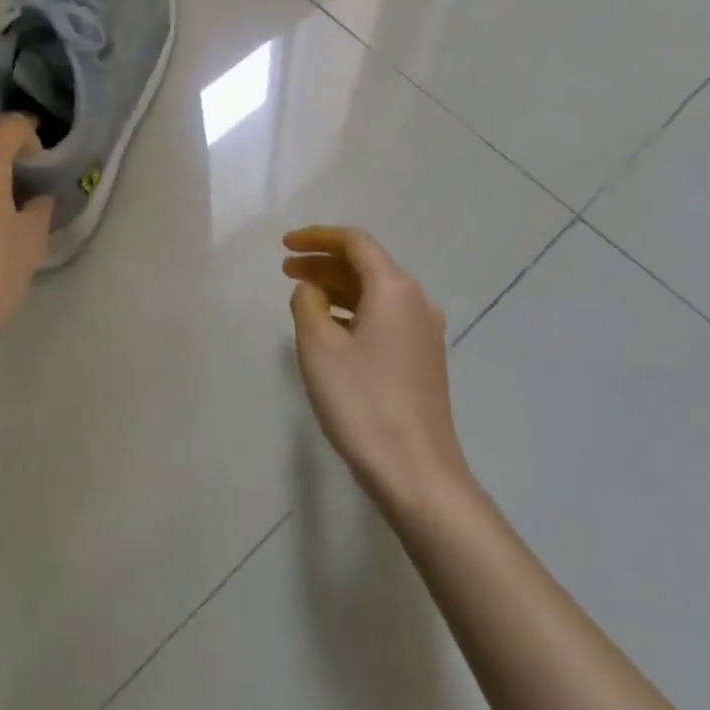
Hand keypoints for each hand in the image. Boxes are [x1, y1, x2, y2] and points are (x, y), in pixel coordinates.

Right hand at [284, 226, 469, 505]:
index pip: (355, 242)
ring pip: (375, 292)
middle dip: (324, 262)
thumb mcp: (319, 348)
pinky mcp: (423, 358)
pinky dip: (353, 311)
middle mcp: (416, 301)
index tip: (285, 244)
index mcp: (394, 288)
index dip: (317, 237)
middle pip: (366, 265)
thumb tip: (311, 289)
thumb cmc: (362, 402)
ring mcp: (424, 331)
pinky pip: (384, 317)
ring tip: (301, 298)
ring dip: (337, 288)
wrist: (417, 472)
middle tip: (285, 269)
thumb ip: (307, 304)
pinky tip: (330, 330)